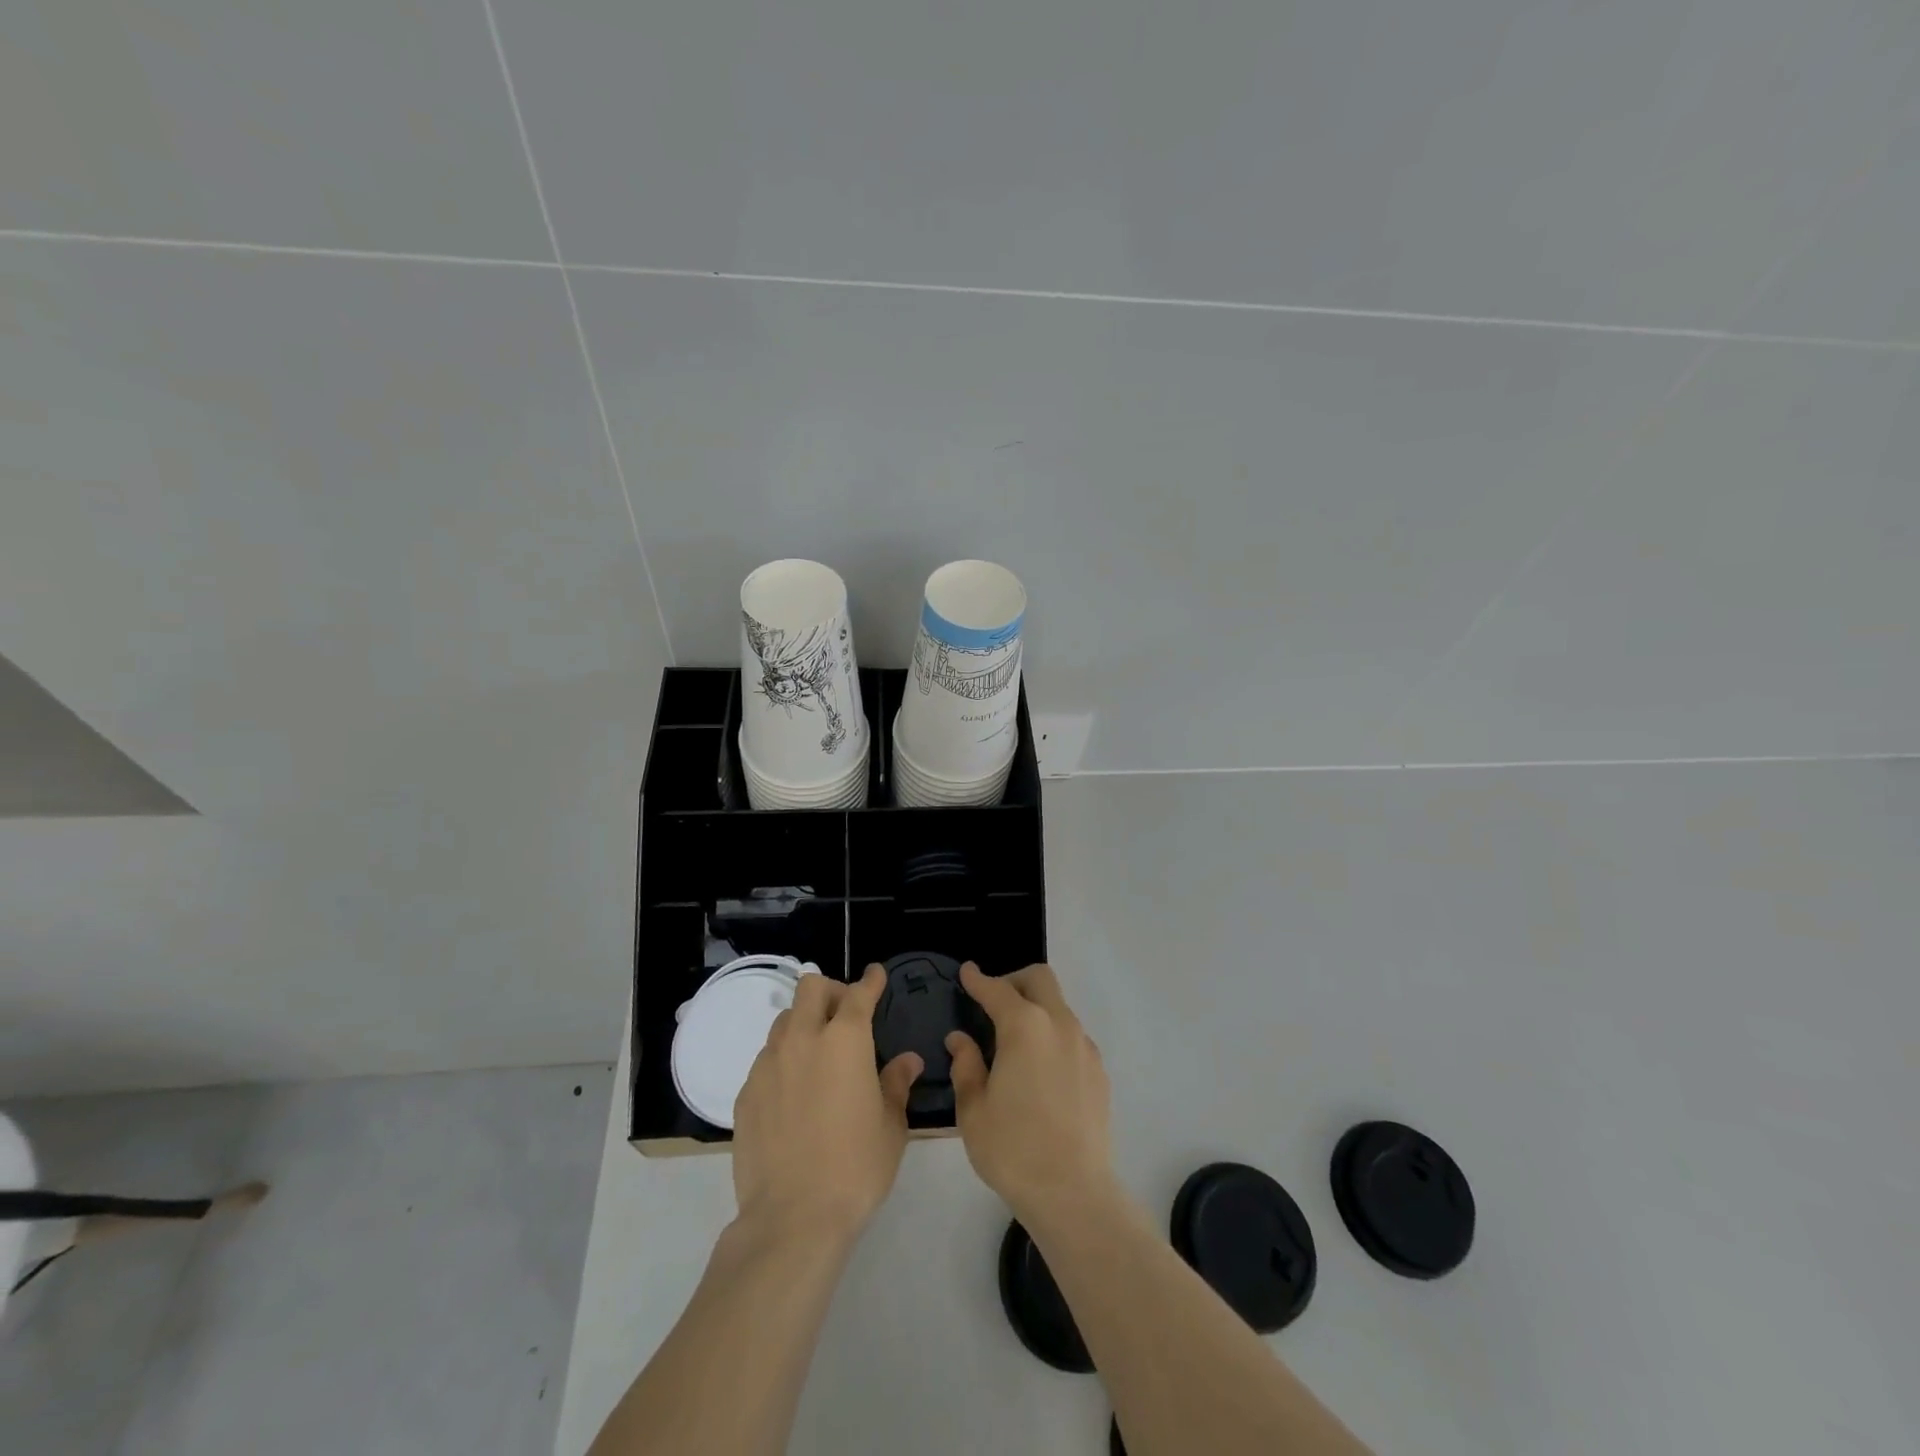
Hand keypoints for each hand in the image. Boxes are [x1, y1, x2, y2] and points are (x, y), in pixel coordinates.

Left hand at [731, 964, 922, 1242]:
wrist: (793, 1218)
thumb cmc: (856, 1167)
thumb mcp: (890, 1125)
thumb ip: (896, 1083)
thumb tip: (908, 1061)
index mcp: (845, 1039)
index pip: (859, 993)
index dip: (871, 980)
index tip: (876, 975)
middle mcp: (803, 1039)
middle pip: (810, 988)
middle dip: (830, 991)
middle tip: (845, 1015)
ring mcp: (768, 1064)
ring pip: (784, 1020)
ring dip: (804, 1023)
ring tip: (818, 1053)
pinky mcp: (745, 1092)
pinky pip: (766, 1058)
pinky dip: (784, 1060)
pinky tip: (794, 1093)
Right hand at [946, 962, 1113, 1226]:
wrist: (1073, 1192)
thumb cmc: (1013, 1149)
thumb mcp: (973, 1110)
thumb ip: (966, 1065)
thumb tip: (961, 1039)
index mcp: (1024, 1027)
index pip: (996, 989)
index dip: (978, 979)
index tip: (966, 972)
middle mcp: (1059, 1024)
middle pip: (1039, 979)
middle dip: (1014, 981)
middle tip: (993, 1003)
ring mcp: (1084, 1046)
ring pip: (1059, 1006)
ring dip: (1036, 1009)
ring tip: (1014, 1042)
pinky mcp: (1099, 1070)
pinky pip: (1072, 1036)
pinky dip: (1052, 1036)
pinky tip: (1039, 1070)